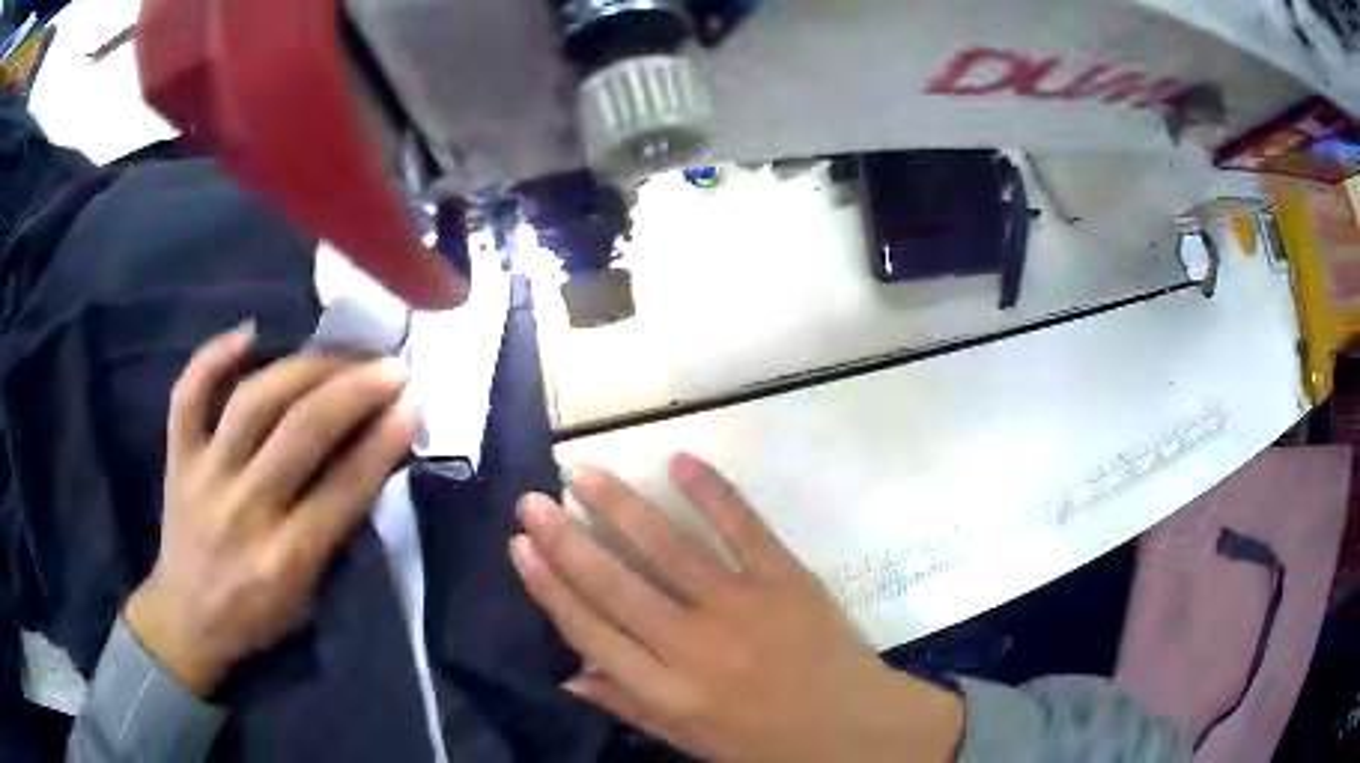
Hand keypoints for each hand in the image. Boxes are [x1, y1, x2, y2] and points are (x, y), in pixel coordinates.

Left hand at [125, 323, 419, 695]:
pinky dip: (214, 356)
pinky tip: (249, 333)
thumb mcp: (311, 598)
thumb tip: (372, 462)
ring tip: (341, 352)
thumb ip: (337, 535)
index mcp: (284, 561)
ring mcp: (203, 477)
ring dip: (305, 368)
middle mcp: (243, 511)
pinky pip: (188, 394)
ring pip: (253, 401)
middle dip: (355, 389)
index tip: (415, 400)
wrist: (188, 621)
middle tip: (391, 366)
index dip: (384, 438)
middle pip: (301, 431)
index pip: (344, 488)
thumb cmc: (258, 618)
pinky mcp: (177, 458)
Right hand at [511, 454, 962, 762]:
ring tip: (583, 473)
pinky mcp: (786, 578)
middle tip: (531, 500)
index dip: (550, 587)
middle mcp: (694, 646)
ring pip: (668, 548)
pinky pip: (743, 527)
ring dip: (621, 507)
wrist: (854, 728)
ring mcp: (742, 606)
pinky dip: (712, 491)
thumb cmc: (766, 743)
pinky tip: (679, 461)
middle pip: (616, 584)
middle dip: (566, 539)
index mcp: (666, 691)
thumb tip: (566, 674)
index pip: (591, 631)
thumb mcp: (689, 738)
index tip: (520, 548)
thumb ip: (627, 704)